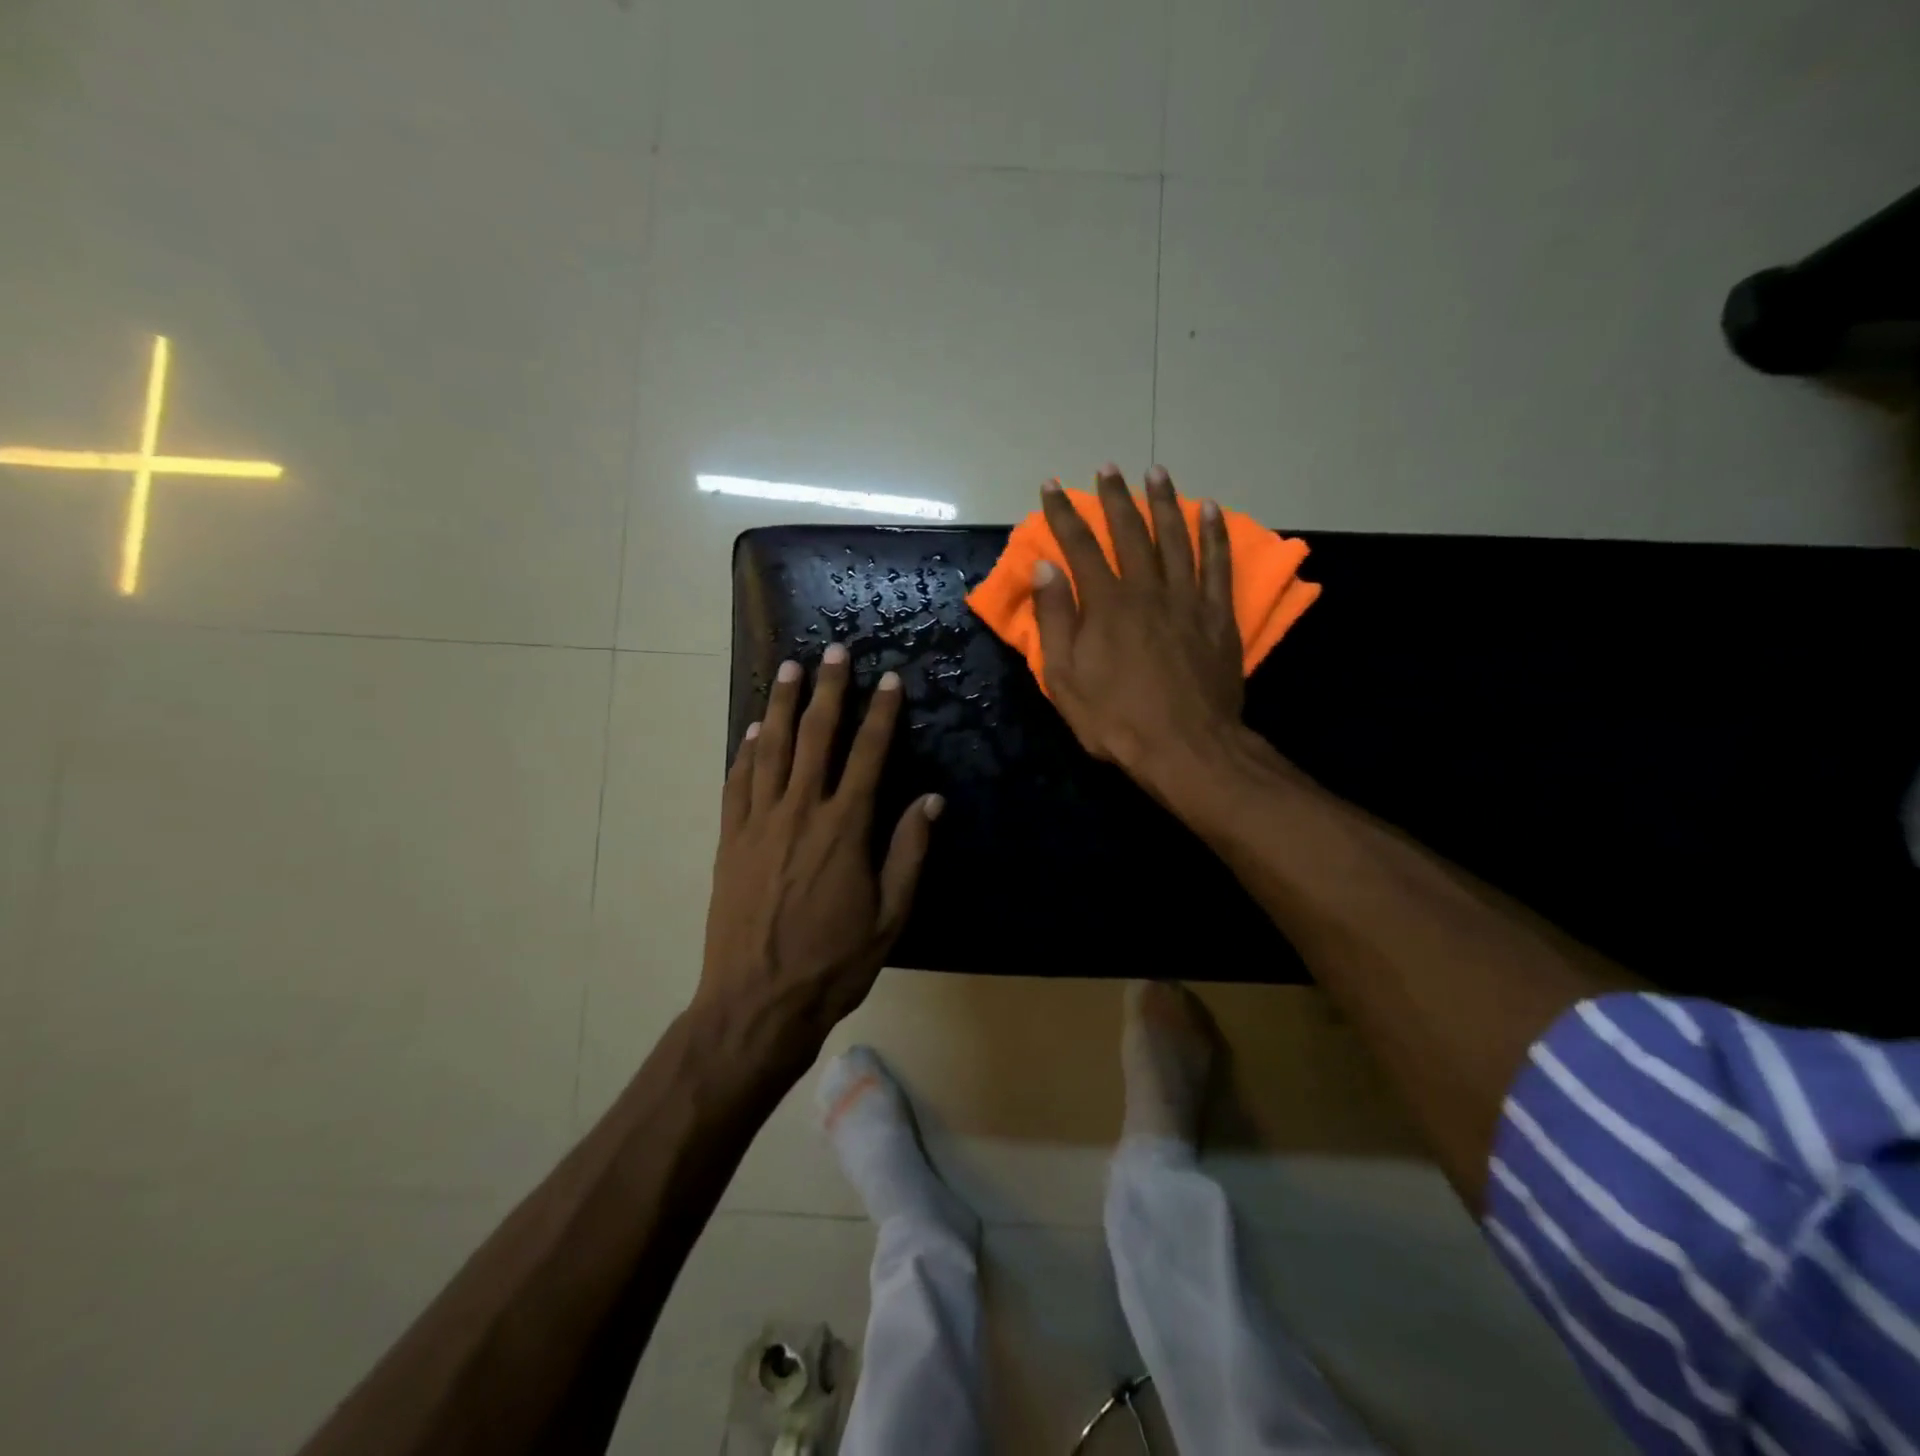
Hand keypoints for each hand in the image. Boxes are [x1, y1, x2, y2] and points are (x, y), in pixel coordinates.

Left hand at [699, 644, 941, 1046]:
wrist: (756, 1002)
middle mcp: (800, 812)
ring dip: (782, 706)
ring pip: (771, 749)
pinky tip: (753, 730)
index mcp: (845, 829)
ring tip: (789, 669)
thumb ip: (909, 852)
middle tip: (833, 652)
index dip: (881, 713)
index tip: (889, 680)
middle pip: (816, 737)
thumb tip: (930, 800)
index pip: (868, 755)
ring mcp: (758, 823)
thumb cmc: (832, 963)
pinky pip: (737, 783)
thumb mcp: (890, 915)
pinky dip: (746, 751)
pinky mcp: (730, 840)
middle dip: (828, 690)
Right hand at [1034, 465, 1244, 792]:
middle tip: (1108, 468)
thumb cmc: (1116, 719)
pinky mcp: (1218, 616)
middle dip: (1114, 498)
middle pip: (1130, 533)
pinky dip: (1214, 534)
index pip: (1080, 547)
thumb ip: (1055, 619)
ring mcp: (1187, 600)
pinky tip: (1210, 509)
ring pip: (1176, 538)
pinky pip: (1217, 564)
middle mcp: (1147, 590)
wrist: (1185, 748)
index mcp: (1106, 605)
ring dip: (1164, 502)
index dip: (1064, 514)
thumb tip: (1046, 566)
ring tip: (1156, 472)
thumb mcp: (1065, 678)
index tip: (1052, 486)